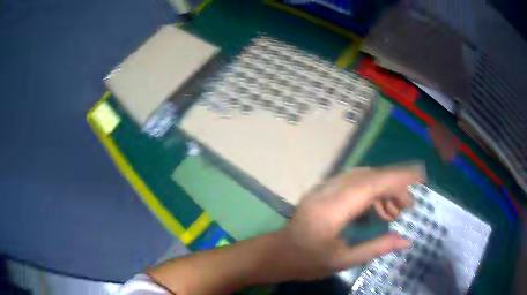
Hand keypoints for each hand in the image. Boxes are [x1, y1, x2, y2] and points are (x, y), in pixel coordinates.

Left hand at [275, 166, 423, 279]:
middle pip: (368, 176)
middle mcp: (327, 192)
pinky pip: (353, 182)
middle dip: (394, 186)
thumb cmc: (307, 262)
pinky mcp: (323, 190)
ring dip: (383, 188)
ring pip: (362, 176)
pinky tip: (376, 210)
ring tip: (393, 213)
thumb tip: (406, 240)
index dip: (397, 179)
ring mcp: (323, 188)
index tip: (419, 179)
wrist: (278, 253)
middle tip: (406, 207)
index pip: (370, 184)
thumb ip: (376, 248)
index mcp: (332, 211)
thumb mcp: (343, 261)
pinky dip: (371, 191)